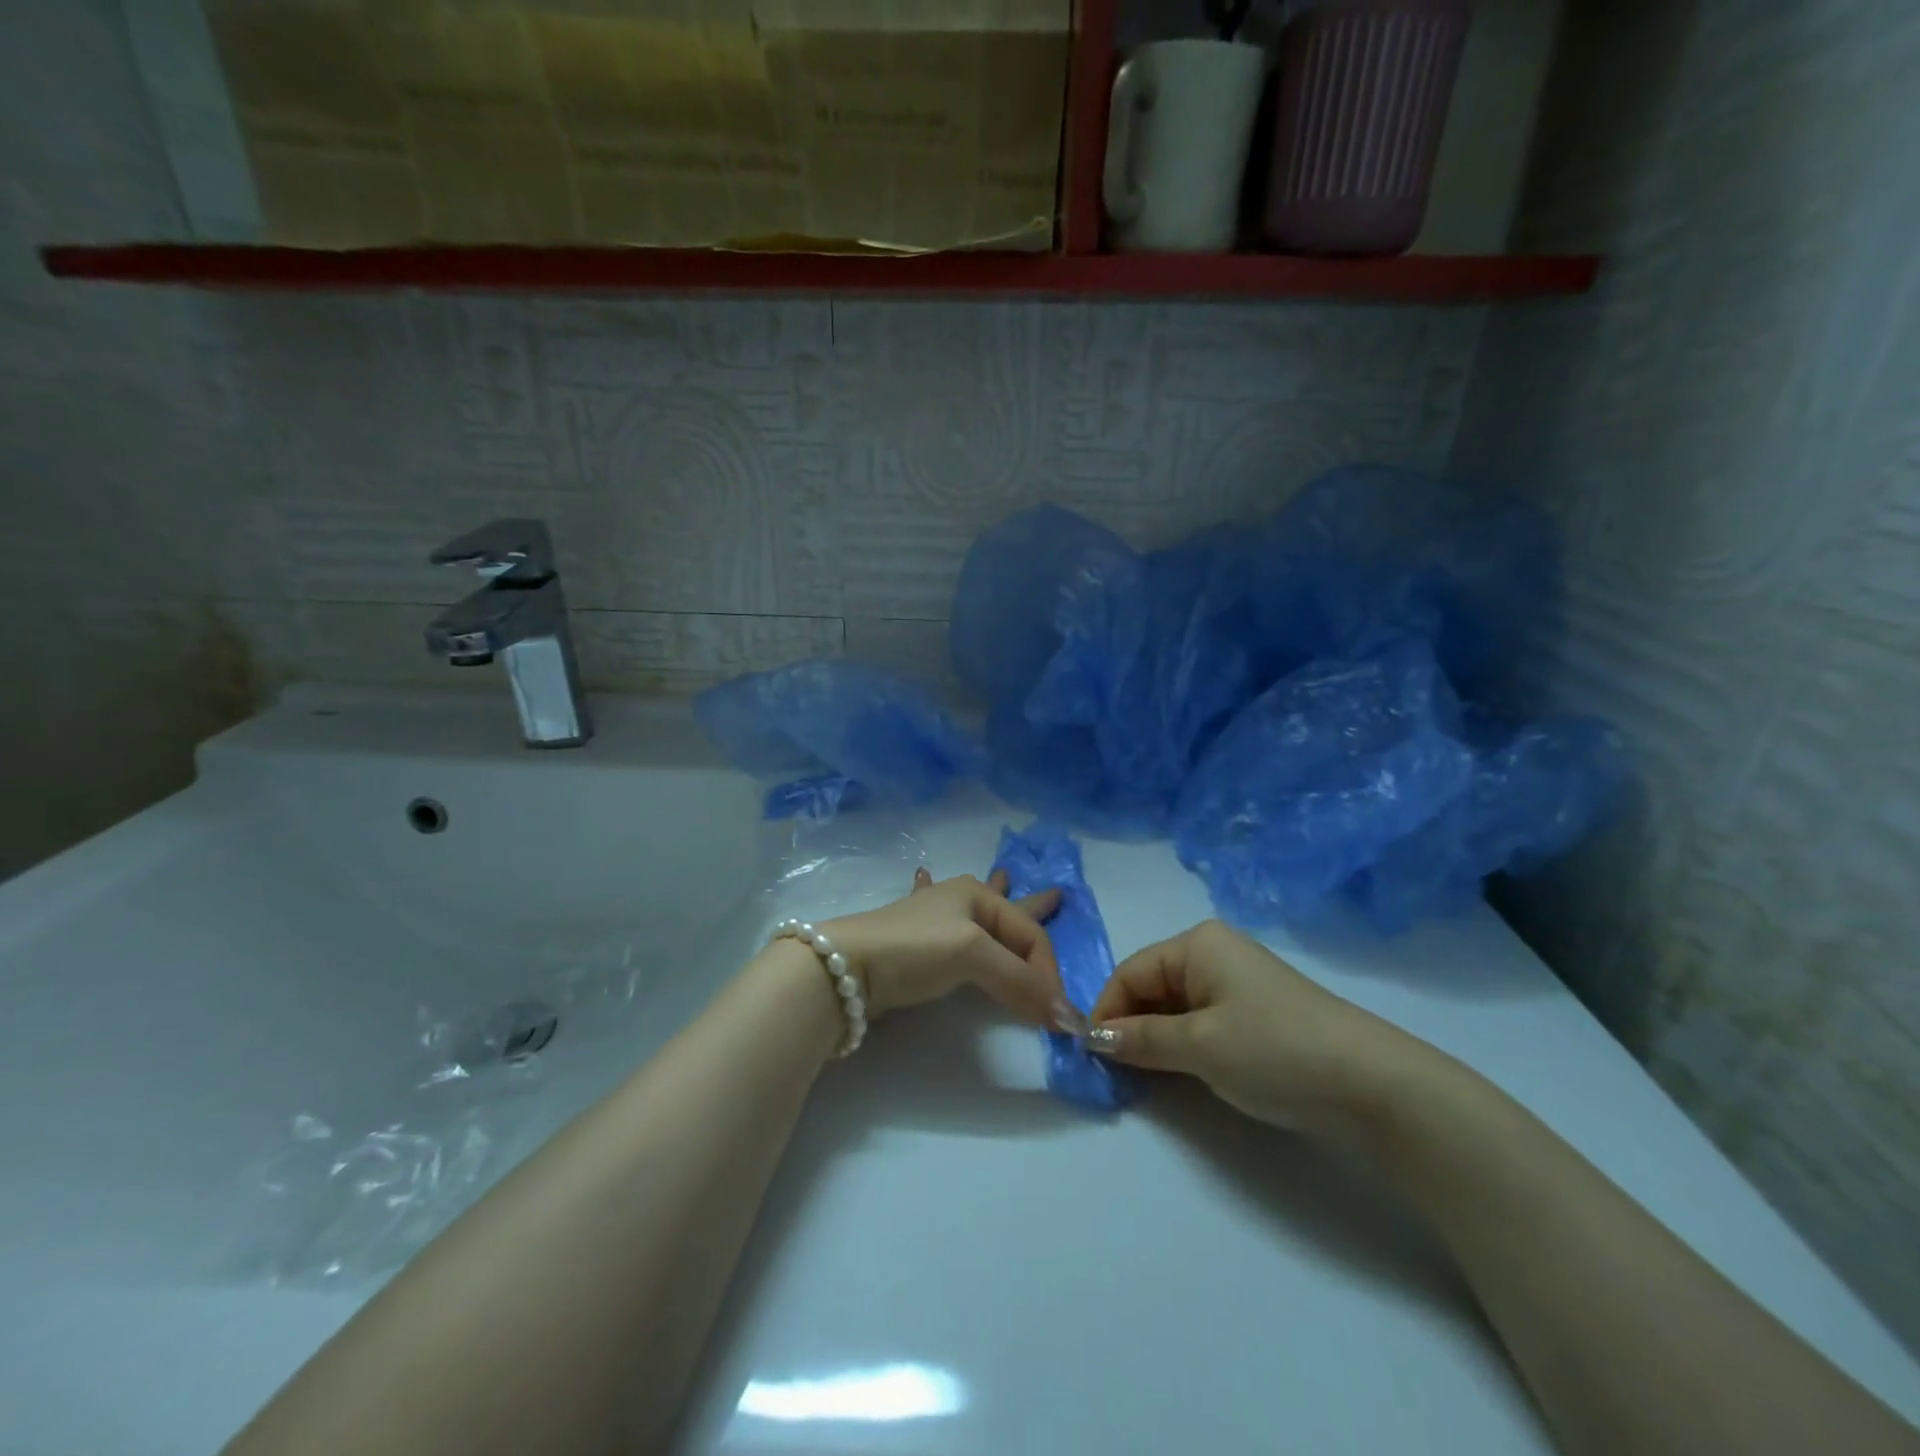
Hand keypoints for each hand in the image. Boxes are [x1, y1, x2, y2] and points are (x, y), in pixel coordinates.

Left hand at [821, 868, 1063, 1026]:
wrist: (847, 967)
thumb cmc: (915, 949)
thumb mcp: (973, 956)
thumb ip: (1021, 983)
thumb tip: (1068, 1017)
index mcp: (978, 896)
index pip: (1030, 936)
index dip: (1048, 972)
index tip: (1055, 1014)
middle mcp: (961, 901)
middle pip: (1009, 908)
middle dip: (1034, 903)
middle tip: (1059, 894)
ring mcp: (936, 921)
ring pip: (979, 913)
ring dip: (997, 899)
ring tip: (1006, 876)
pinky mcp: (916, 943)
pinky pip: (944, 922)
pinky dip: (941, 898)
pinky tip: (923, 875)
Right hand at [1087, 919, 1419, 1137]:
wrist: (1372, 1085)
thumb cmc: (1274, 1049)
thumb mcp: (1198, 1045)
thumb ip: (1140, 1039)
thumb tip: (1093, 1038)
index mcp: (1197, 944)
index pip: (1131, 972)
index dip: (1107, 1012)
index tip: (1090, 1056)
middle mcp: (1214, 953)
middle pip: (1152, 986)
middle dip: (1130, 1025)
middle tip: (1115, 1072)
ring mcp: (1238, 983)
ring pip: (1175, 1007)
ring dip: (1155, 1038)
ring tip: (1144, 1076)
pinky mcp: (1256, 1014)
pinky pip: (1201, 1021)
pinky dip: (1183, 1044)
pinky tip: (1180, 1071)